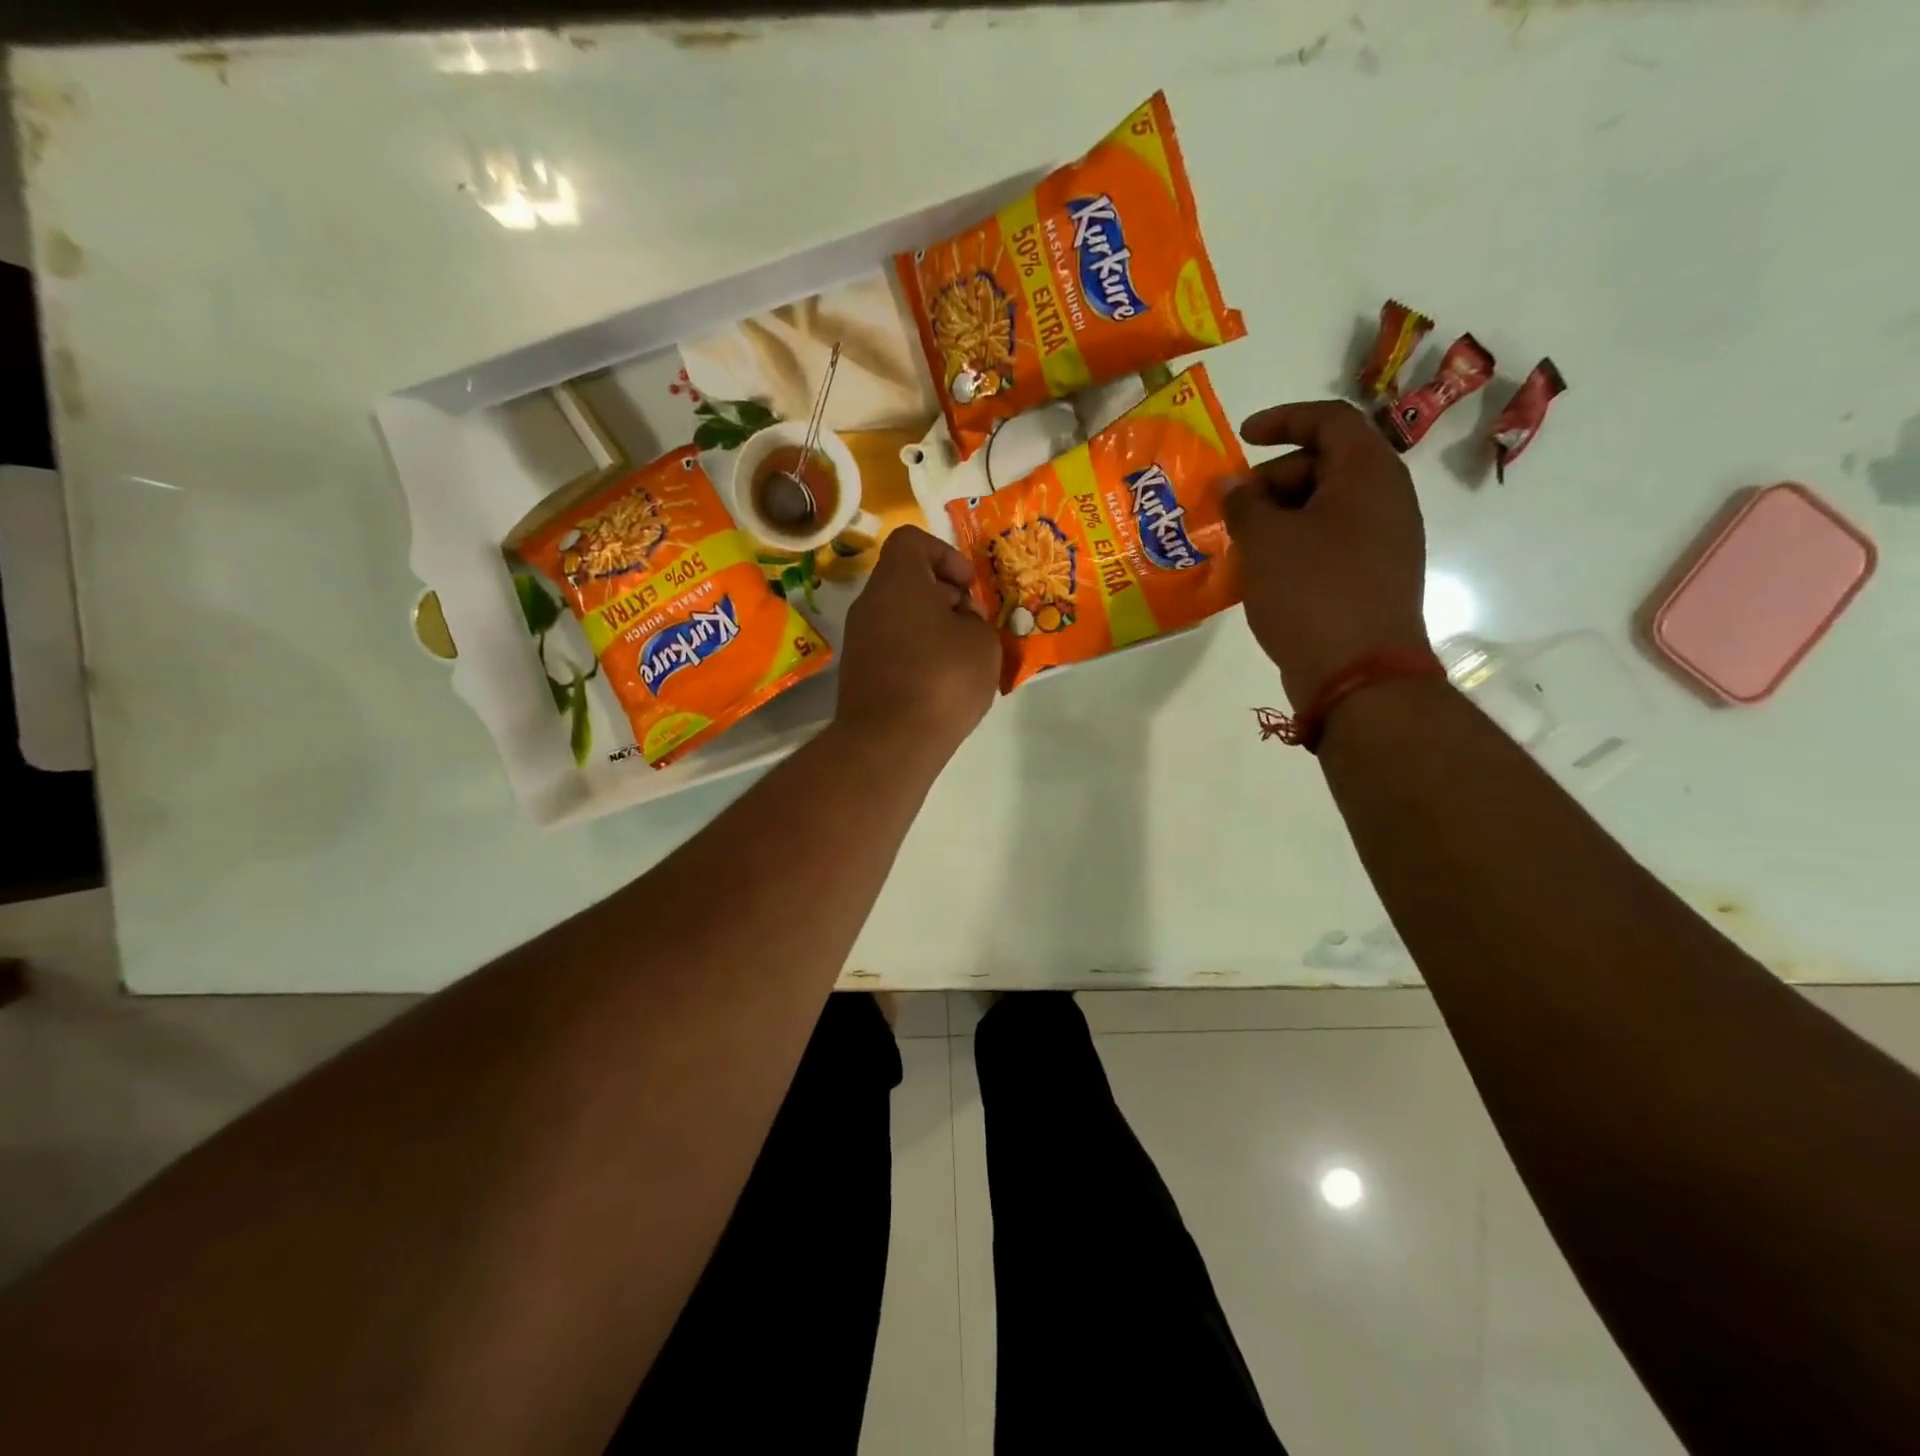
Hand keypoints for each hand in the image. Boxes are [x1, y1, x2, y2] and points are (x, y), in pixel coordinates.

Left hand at [834, 525, 1000, 761]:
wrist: (889, 742)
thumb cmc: (942, 679)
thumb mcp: (983, 643)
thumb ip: (976, 620)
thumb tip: (959, 621)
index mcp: (897, 581)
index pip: (912, 540)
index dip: (945, 554)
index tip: (968, 586)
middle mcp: (869, 603)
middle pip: (907, 581)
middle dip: (944, 596)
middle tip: (972, 626)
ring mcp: (858, 639)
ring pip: (900, 617)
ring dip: (932, 628)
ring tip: (962, 659)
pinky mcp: (858, 673)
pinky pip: (892, 647)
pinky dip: (917, 655)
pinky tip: (940, 684)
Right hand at [1223, 400, 1430, 705]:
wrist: (1359, 674)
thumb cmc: (1311, 592)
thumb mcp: (1265, 541)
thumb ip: (1243, 503)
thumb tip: (1233, 485)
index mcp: (1368, 474)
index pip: (1330, 420)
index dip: (1283, 420)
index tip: (1242, 438)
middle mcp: (1387, 499)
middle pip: (1327, 465)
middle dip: (1272, 479)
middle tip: (1232, 508)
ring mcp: (1385, 541)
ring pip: (1326, 508)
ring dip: (1280, 516)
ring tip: (1240, 543)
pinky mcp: (1375, 577)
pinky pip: (1331, 542)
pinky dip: (1295, 544)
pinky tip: (1263, 571)